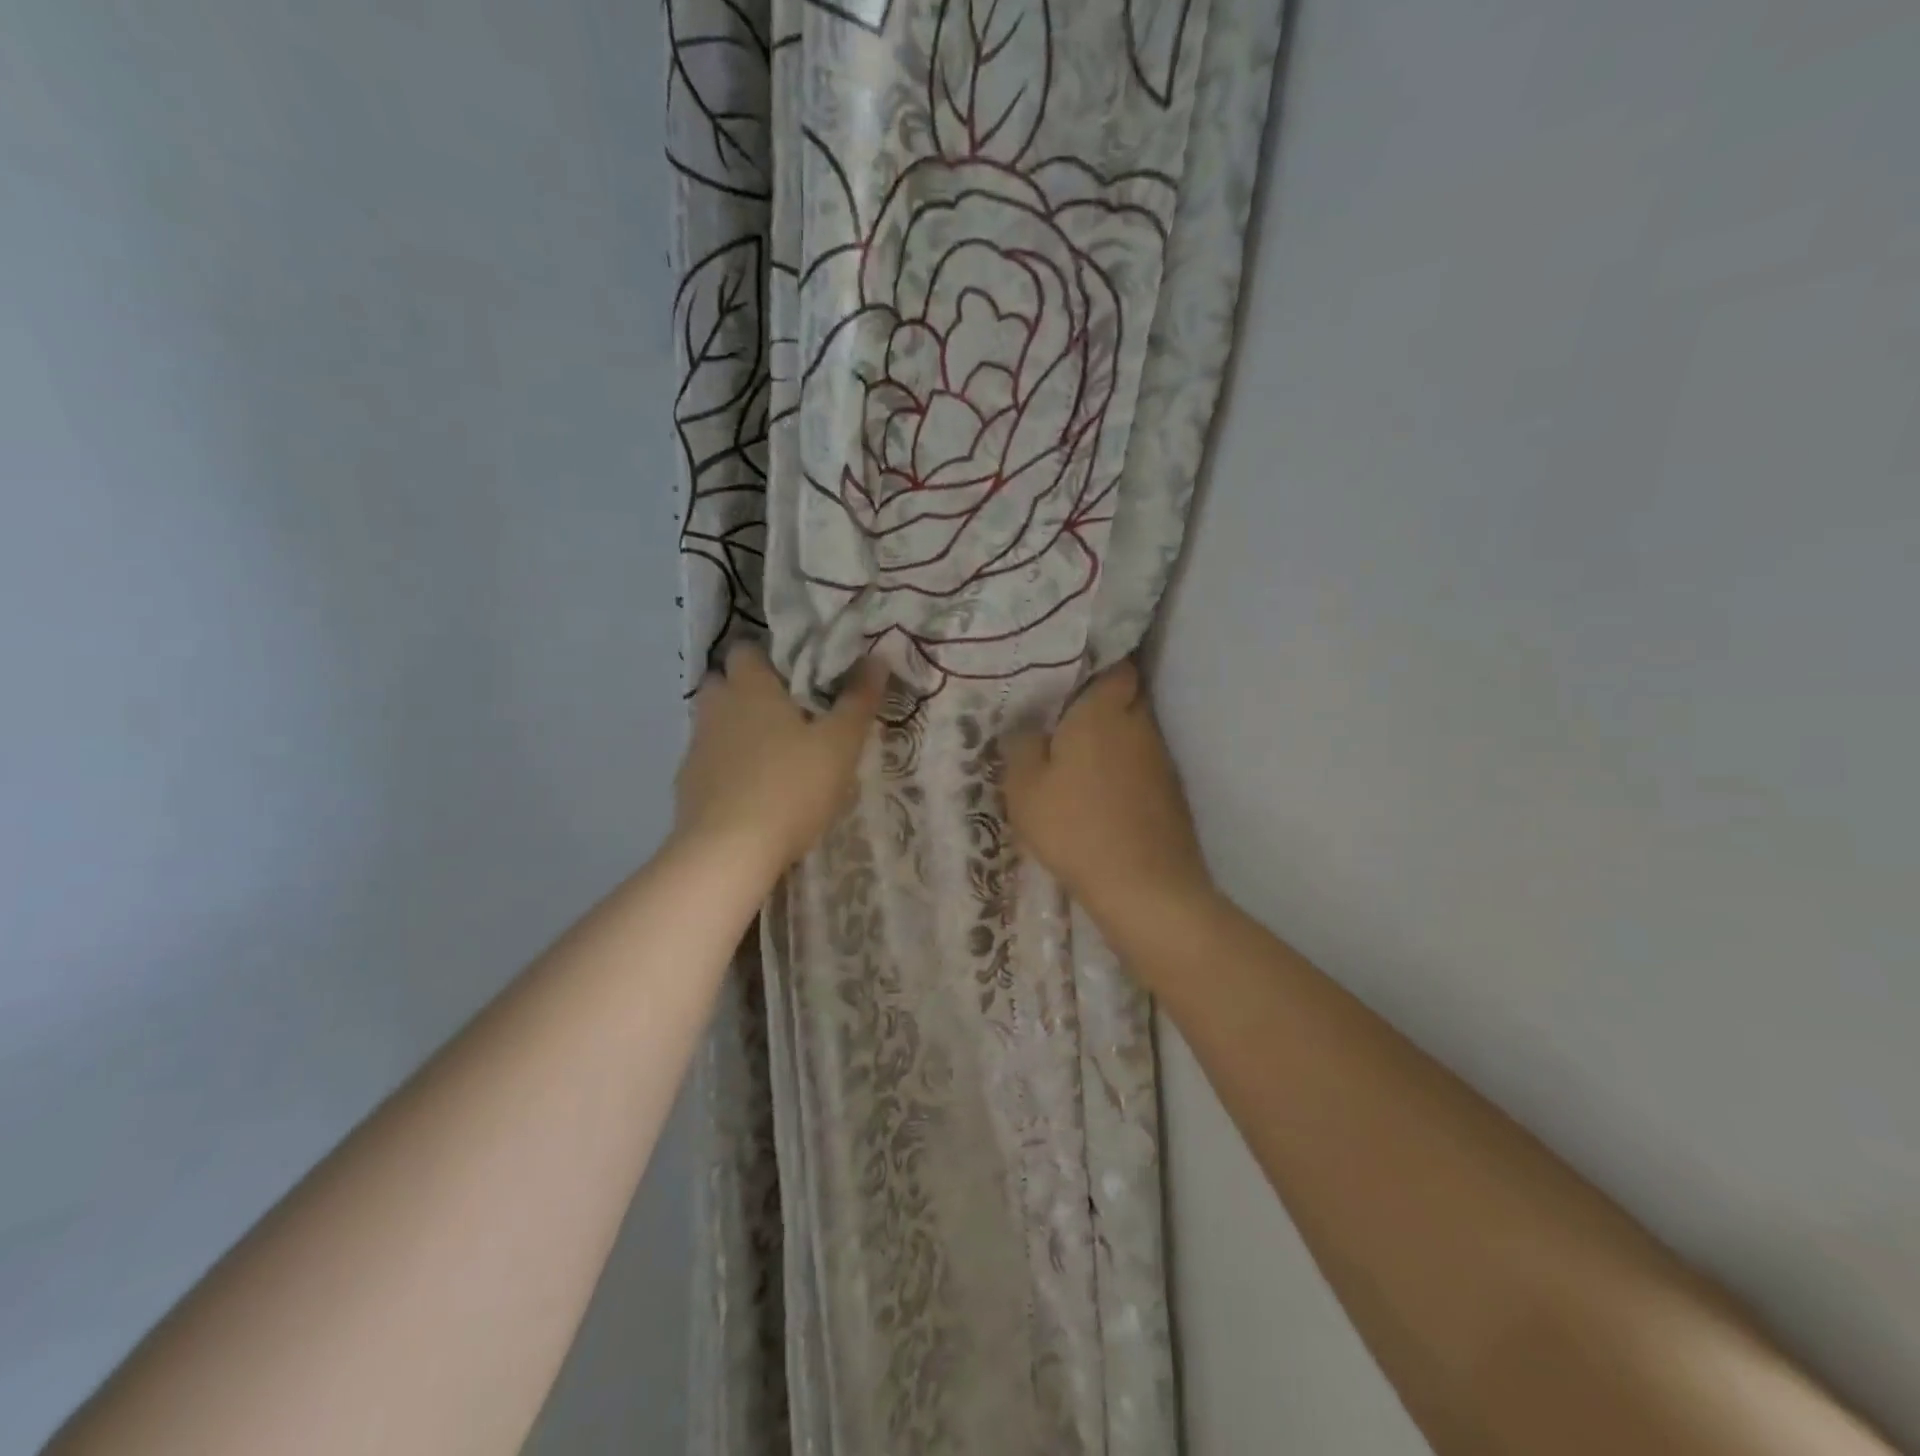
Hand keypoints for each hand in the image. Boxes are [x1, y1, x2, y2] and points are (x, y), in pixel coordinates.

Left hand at [675, 644, 885, 878]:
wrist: (729, 852)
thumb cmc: (791, 786)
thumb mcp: (840, 744)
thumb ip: (858, 700)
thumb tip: (876, 658)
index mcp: (750, 687)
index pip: (746, 649)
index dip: (769, 656)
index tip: (797, 675)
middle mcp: (716, 708)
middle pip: (724, 684)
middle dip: (749, 692)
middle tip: (787, 714)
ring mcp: (696, 748)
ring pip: (715, 725)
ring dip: (738, 732)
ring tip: (774, 756)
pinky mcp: (687, 786)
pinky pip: (709, 763)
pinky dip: (727, 769)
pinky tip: (753, 793)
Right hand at [1002, 660, 1213, 929]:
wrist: (1143, 887)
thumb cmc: (1075, 828)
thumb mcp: (1025, 788)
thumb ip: (1022, 746)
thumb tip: (1029, 727)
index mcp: (1103, 712)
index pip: (1115, 666)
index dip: (1096, 666)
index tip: (1069, 679)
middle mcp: (1139, 725)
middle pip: (1126, 698)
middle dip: (1100, 704)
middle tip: (1064, 722)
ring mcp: (1161, 760)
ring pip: (1135, 733)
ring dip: (1112, 740)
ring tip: (1079, 761)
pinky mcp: (1172, 792)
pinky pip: (1143, 765)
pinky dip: (1125, 771)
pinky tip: (1102, 794)